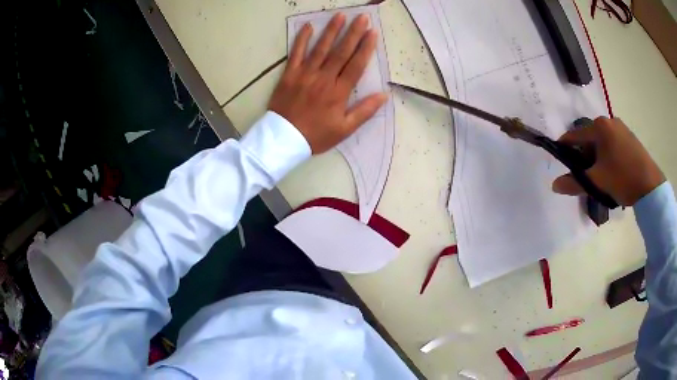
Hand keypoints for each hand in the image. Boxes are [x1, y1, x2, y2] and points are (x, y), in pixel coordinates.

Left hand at [268, 13, 387, 153]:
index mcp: (339, 92)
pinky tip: (308, 26)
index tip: (373, 32)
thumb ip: (365, 111)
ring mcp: (305, 74)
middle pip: (341, 52)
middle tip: (361, 17)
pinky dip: (301, 39)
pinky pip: (296, 53)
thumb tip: (384, 96)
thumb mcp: (344, 129)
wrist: (284, 139)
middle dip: (353, 33)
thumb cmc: (316, 135)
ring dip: (331, 31)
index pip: (356, 65)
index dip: (365, 47)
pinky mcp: (290, 74)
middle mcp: (324, 78)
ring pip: (321, 48)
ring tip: (340, 15)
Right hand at [552, 117, 664, 205]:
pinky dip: (608, 156)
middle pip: (589, 138)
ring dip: (597, 157)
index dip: (565, 147)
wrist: (650, 185)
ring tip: (601, 177)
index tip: (560, 159)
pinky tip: (613, 172)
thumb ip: (575, 183)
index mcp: (599, 126)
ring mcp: (622, 128)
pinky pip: (613, 144)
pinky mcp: (630, 138)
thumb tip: (554, 185)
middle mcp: (609, 121)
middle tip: (586, 176)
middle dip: (585, 156)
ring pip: (602, 142)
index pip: (575, 135)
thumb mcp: (597, 182)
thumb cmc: (622, 178)